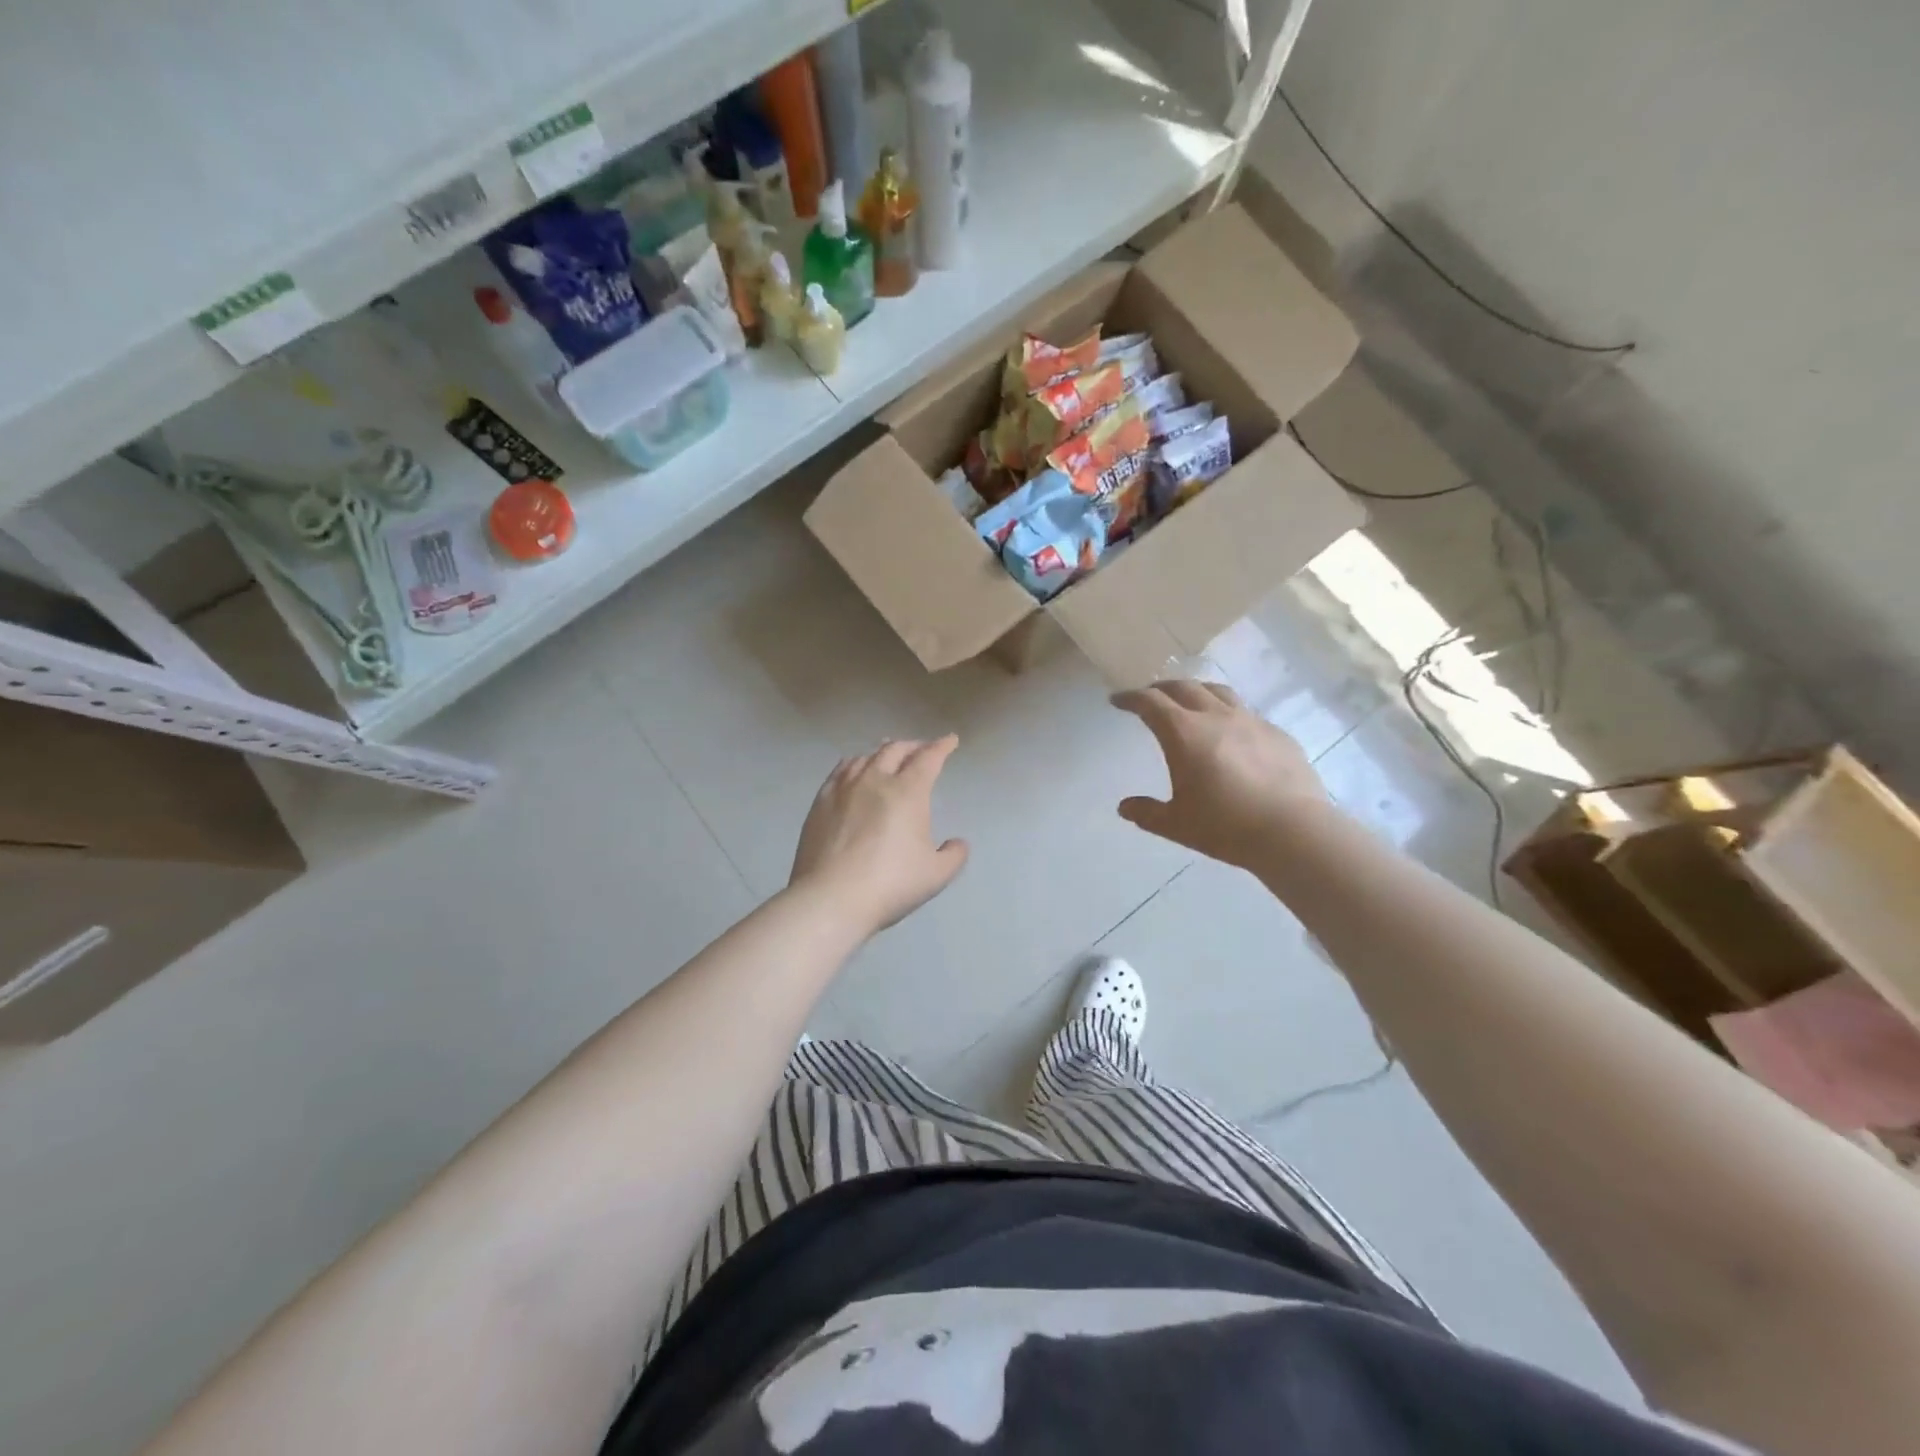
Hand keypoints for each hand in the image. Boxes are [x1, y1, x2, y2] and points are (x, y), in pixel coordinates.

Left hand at [790, 736, 969, 934]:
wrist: (831, 898)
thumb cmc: (890, 884)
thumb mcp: (936, 875)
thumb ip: (953, 855)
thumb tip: (958, 843)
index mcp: (908, 792)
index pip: (928, 758)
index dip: (941, 747)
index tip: (950, 740)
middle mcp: (875, 780)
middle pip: (895, 750)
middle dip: (913, 746)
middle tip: (921, 750)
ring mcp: (844, 789)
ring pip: (866, 757)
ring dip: (883, 752)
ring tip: (888, 755)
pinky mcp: (820, 802)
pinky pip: (840, 771)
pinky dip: (854, 764)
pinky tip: (854, 770)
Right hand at [1112, 681, 1328, 869]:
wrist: (1293, 831)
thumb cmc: (1225, 826)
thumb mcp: (1176, 824)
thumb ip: (1147, 813)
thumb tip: (1125, 807)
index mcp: (1184, 734)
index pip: (1151, 703)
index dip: (1130, 698)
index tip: (1118, 700)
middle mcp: (1216, 717)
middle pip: (1184, 688)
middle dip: (1160, 688)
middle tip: (1149, 697)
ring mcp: (1251, 722)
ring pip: (1218, 692)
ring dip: (1196, 691)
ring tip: (1189, 701)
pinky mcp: (1277, 734)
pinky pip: (1246, 713)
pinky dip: (1227, 713)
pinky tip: (1231, 732)